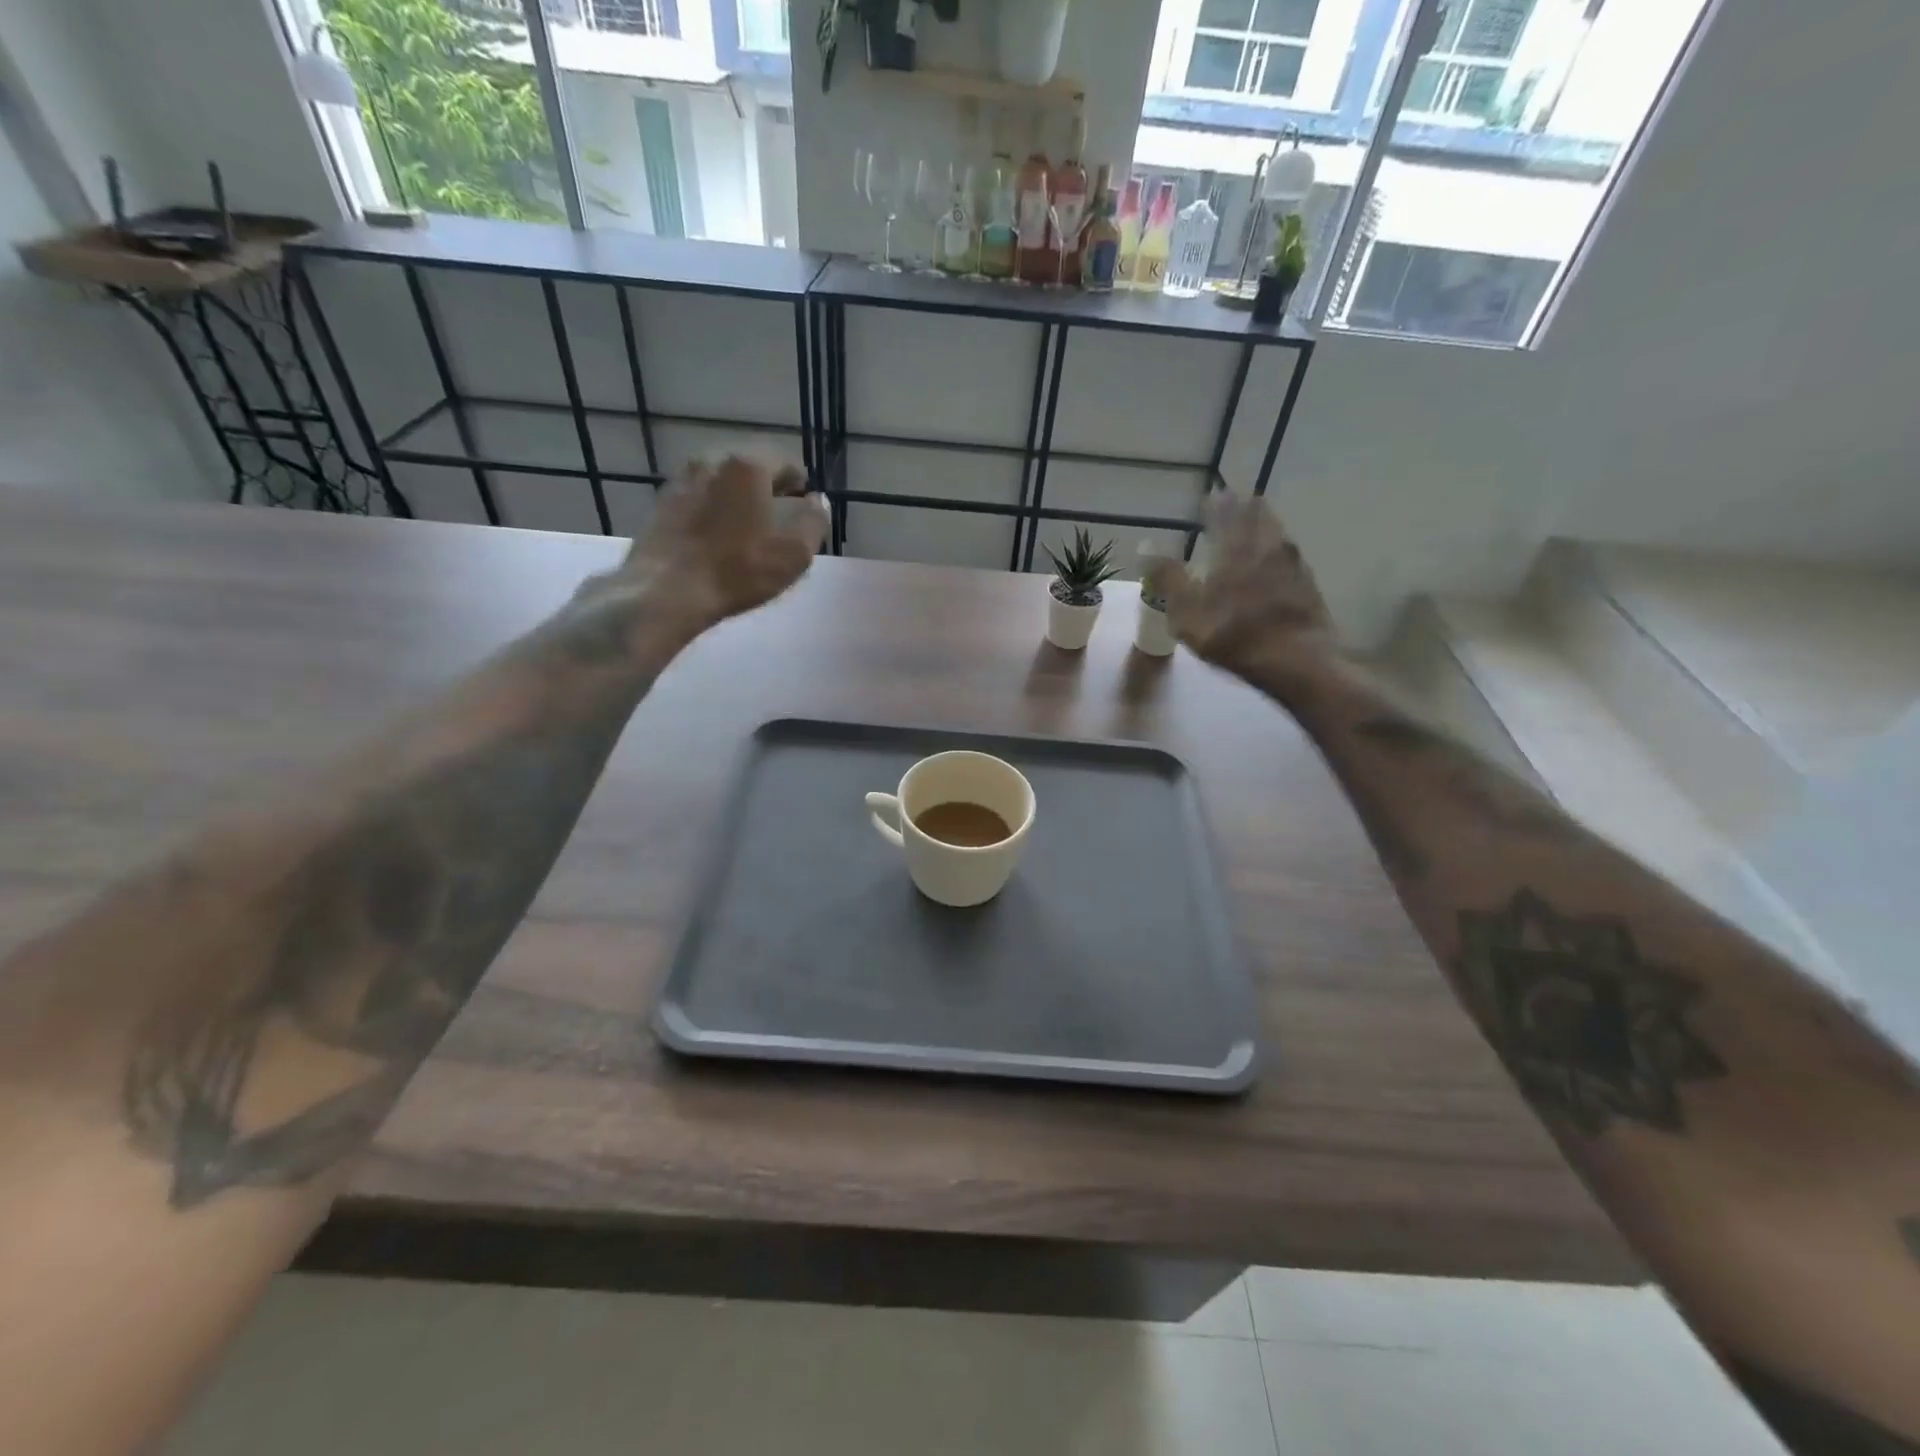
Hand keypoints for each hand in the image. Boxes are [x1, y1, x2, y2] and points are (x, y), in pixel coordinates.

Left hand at [587, 455, 828, 643]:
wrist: (666, 590)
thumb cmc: (738, 570)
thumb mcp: (795, 552)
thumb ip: (814, 520)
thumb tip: (818, 501)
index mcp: (748, 465)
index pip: (785, 461)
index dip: (800, 483)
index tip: (804, 505)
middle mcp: (712, 460)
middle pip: (751, 467)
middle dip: (768, 487)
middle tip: (780, 517)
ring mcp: (682, 479)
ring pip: (723, 481)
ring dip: (739, 498)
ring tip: (748, 528)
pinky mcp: (663, 503)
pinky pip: (700, 497)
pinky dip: (714, 509)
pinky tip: (718, 537)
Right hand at [1145, 495, 1330, 672]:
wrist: (1296, 659)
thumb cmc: (1233, 634)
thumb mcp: (1187, 611)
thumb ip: (1167, 577)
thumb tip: (1145, 546)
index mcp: (1235, 547)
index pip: (1224, 512)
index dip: (1215, 504)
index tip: (1208, 498)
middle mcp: (1266, 546)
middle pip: (1258, 515)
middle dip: (1244, 508)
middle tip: (1234, 506)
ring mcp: (1293, 563)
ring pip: (1277, 533)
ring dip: (1265, 526)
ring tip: (1255, 529)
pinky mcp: (1309, 584)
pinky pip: (1290, 557)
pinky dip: (1278, 552)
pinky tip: (1276, 564)